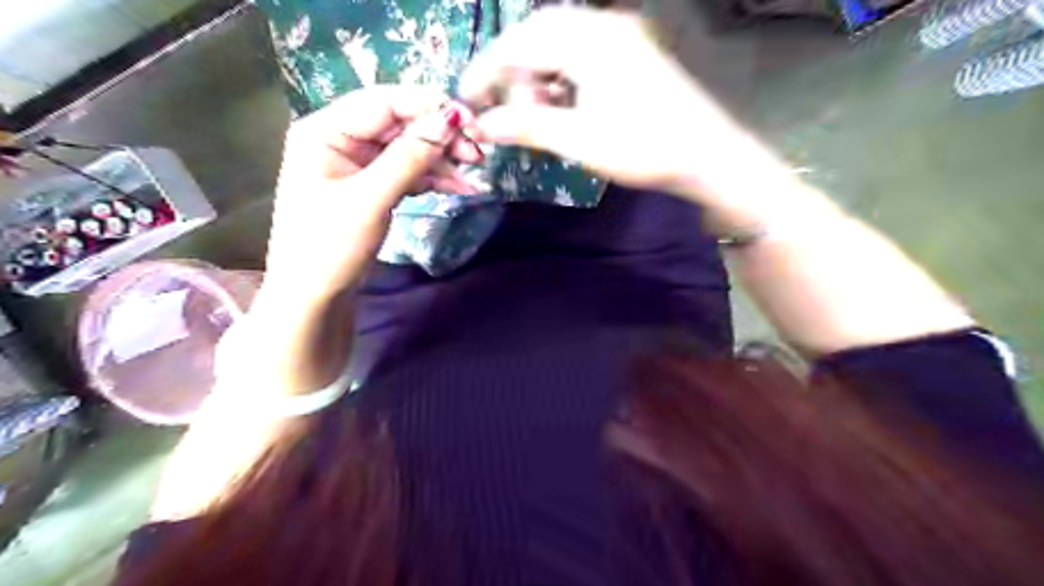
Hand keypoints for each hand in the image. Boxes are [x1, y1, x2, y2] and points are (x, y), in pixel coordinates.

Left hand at [265, 86, 485, 300]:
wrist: (314, 297)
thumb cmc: (330, 247)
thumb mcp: (370, 200)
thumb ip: (409, 158)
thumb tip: (450, 120)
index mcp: (325, 130)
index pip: (384, 102)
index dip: (429, 106)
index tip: (470, 119)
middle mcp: (341, 139)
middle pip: (399, 124)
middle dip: (440, 136)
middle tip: (478, 151)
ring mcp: (357, 164)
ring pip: (408, 149)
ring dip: (442, 159)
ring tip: (475, 171)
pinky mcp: (372, 186)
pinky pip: (408, 172)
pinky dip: (433, 179)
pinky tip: (460, 186)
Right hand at [461, 7, 755, 196]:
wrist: (707, 155)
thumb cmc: (642, 148)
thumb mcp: (578, 139)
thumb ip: (526, 125)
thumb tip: (482, 125)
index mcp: (588, 39)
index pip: (520, 42)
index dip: (487, 70)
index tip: (466, 99)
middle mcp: (603, 25)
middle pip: (538, 37)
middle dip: (512, 73)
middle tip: (500, 110)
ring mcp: (621, 36)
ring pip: (560, 45)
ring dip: (537, 77)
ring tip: (532, 114)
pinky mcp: (632, 52)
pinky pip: (582, 55)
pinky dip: (561, 78)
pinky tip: (560, 105)